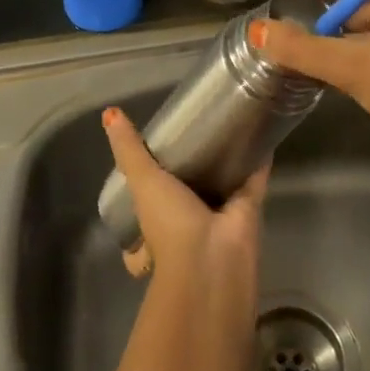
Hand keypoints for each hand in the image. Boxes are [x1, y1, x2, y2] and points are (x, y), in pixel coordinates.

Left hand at [102, 107, 267, 307]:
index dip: (149, 179)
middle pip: (188, 187)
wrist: (213, 257)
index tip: (154, 147)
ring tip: (227, 121)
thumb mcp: (142, 182)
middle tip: (196, 125)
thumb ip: (129, 150)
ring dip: (224, 160)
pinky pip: (253, 178)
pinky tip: (260, 132)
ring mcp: (218, 212)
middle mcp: (186, 215)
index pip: (148, 198)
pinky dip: (257, 158)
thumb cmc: (169, 223)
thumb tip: (109, 112)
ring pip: (221, 181)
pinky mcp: (247, 206)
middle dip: (191, 165)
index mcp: (156, 215)